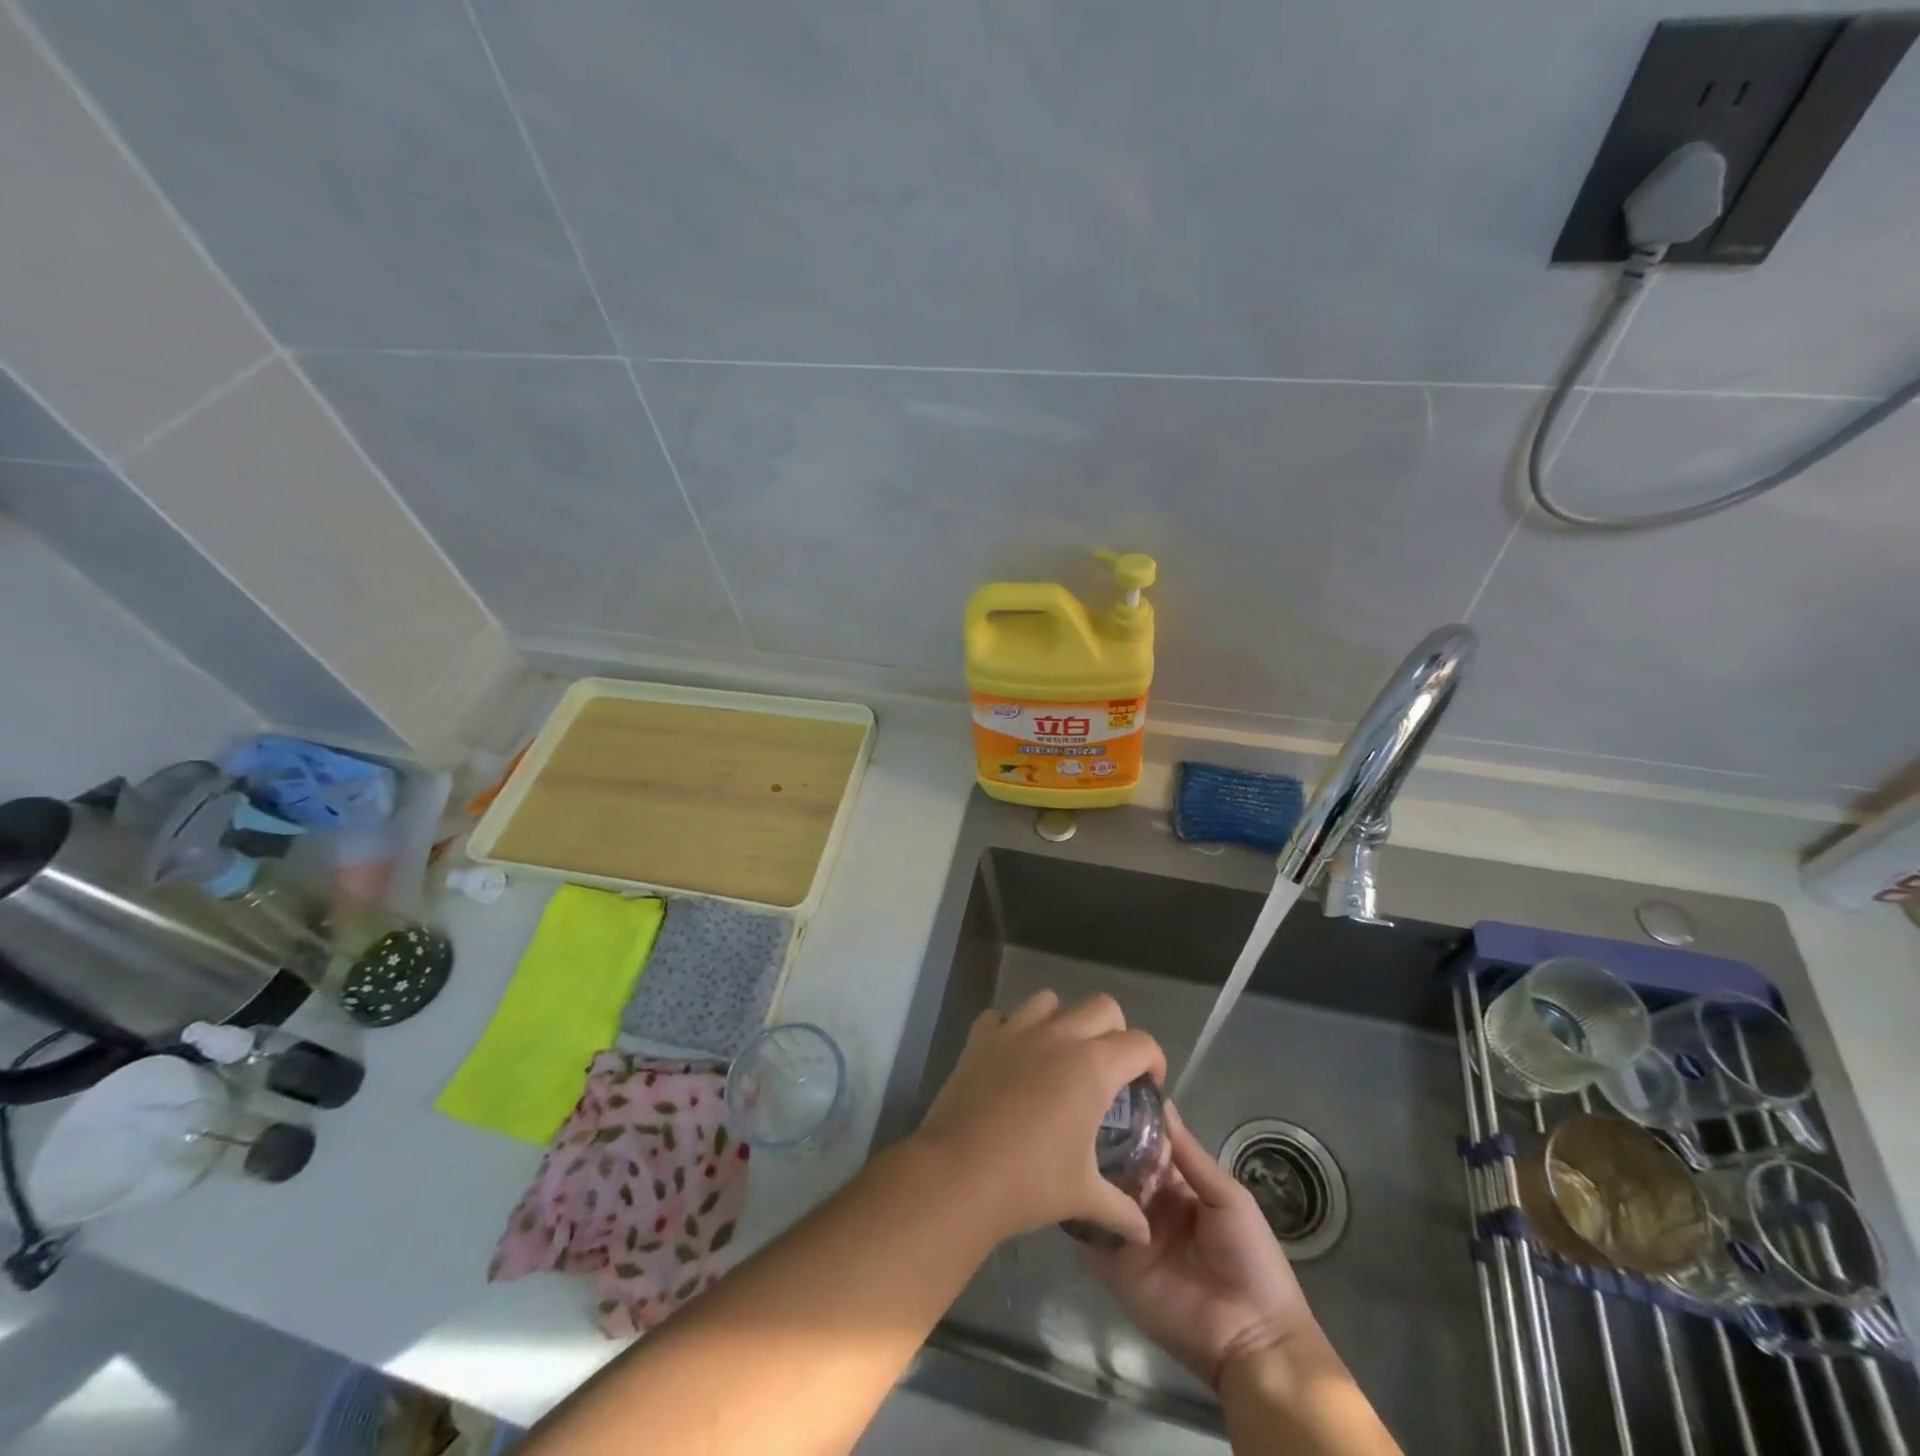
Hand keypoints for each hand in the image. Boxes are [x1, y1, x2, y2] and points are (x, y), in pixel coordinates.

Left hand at [912, 991, 1164, 1245]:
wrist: (958, 1174)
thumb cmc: (1029, 1182)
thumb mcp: (1083, 1196)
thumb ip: (1120, 1208)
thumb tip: (1144, 1232)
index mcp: (1093, 1066)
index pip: (1140, 1043)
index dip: (1153, 1061)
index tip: (1148, 1085)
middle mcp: (1059, 1036)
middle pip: (1103, 1006)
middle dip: (1115, 1031)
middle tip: (1109, 1068)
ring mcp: (1016, 1030)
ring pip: (1051, 1001)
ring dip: (1063, 1021)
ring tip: (1060, 1055)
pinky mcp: (981, 1037)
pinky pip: (1002, 1016)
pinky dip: (1012, 1029)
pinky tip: (1013, 1057)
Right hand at [1084, 1103, 1318, 1389]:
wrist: (1253, 1338)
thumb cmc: (1251, 1259)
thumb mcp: (1228, 1198)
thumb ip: (1190, 1156)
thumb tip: (1162, 1104)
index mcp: (1176, 1186)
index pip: (1144, 1147)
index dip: (1129, 1123)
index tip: (1104, 1093)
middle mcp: (1147, 1205)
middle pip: (1117, 1168)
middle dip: (1101, 1145)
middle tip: (1076, 1118)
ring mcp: (1129, 1235)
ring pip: (1100, 1197)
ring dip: (1087, 1176)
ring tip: (1065, 1147)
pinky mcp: (1115, 1269)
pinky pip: (1090, 1239)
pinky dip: (1077, 1217)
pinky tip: (1065, 1191)